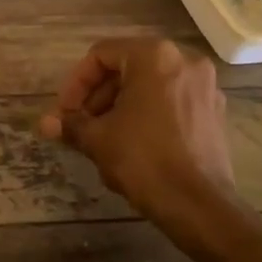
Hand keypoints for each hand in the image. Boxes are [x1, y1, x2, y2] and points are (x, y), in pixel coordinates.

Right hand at [40, 39, 240, 234]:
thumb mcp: (97, 139)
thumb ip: (70, 123)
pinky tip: (133, 141)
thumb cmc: (144, 160)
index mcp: (154, 56)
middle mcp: (184, 60)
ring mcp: (205, 85)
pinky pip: (171, 99)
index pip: (101, 55)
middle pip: (127, 67)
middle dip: (98, 95)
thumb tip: (46, 124)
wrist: (198, 206)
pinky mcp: (215, 111)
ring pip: (150, 84)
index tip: (65, 112)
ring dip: (121, 104)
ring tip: (103, 136)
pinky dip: (148, 112)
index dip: (76, 83)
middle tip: (80, 124)